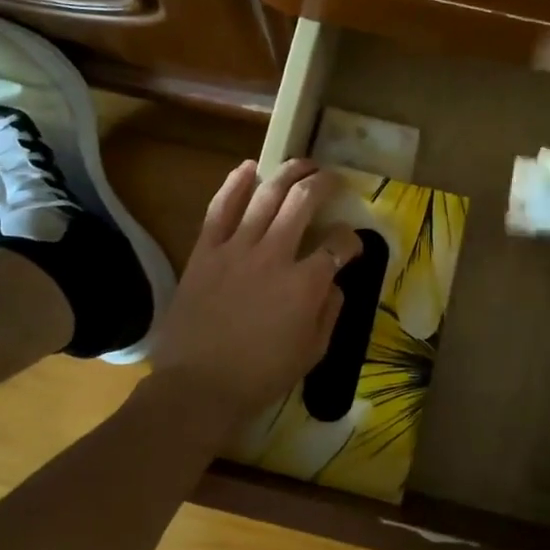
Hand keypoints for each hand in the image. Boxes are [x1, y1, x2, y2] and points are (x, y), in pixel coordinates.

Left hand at [153, 159, 361, 421]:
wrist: (198, 386)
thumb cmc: (260, 376)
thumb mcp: (313, 353)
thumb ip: (329, 312)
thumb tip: (334, 283)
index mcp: (305, 284)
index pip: (337, 245)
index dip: (350, 239)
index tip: (350, 245)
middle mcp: (275, 255)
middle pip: (303, 203)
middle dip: (323, 184)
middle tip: (331, 179)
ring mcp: (237, 248)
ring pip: (266, 196)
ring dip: (288, 173)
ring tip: (302, 163)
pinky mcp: (206, 251)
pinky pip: (220, 208)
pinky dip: (235, 184)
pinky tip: (249, 167)